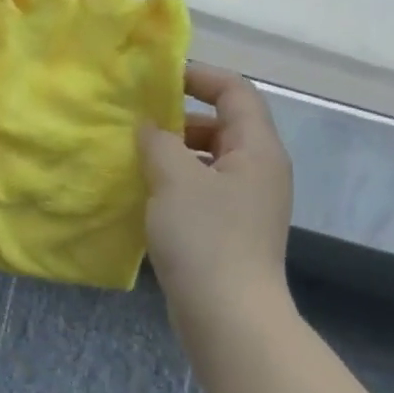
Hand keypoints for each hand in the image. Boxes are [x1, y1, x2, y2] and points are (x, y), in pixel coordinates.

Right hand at [139, 63, 294, 316]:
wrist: (228, 316)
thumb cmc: (205, 238)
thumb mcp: (175, 180)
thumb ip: (158, 142)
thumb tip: (149, 126)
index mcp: (257, 150)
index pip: (236, 92)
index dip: (200, 76)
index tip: (159, 79)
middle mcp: (259, 171)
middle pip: (223, 125)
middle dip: (180, 119)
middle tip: (138, 123)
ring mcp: (247, 204)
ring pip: (210, 161)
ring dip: (174, 154)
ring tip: (135, 158)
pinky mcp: (231, 231)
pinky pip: (203, 190)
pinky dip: (176, 183)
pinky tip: (145, 194)